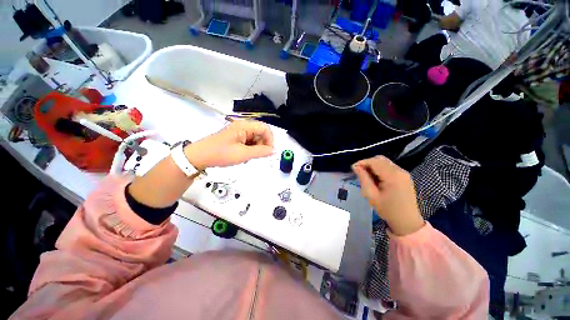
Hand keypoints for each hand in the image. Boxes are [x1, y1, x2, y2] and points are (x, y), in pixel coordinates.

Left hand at [184, 120, 273, 169]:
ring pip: (255, 138)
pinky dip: (249, 149)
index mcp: (244, 126)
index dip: (270, 140)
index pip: (265, 128)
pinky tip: (243, 156)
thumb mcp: (243, 154)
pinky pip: (248, 141)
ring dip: (255, 148)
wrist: (199, 156)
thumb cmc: (221, 154)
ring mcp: (238, 132)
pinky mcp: (235, 137)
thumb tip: (273, 151)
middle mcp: (242, 126)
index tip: (268, 152)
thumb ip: (260, 152)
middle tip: (255, 156)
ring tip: (247, 157)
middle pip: (261, 133)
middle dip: (262, 145)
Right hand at [352, 156, 424, 235]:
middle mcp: (400, 171)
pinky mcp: (405, 176)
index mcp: (392, 176)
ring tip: (367, 176)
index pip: (374, 161)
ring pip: (384, 162)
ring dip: (374, 166)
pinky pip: (389, 167)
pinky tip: (376, 178)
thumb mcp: (372, 195)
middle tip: (360, 173)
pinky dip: (380, 169)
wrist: (407, 221)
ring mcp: (404, 173)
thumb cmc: (388, 210)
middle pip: (380, 159)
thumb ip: (363, 178)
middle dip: (367, 163)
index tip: (353, 168)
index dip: (362, 162)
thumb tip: (356, 167)